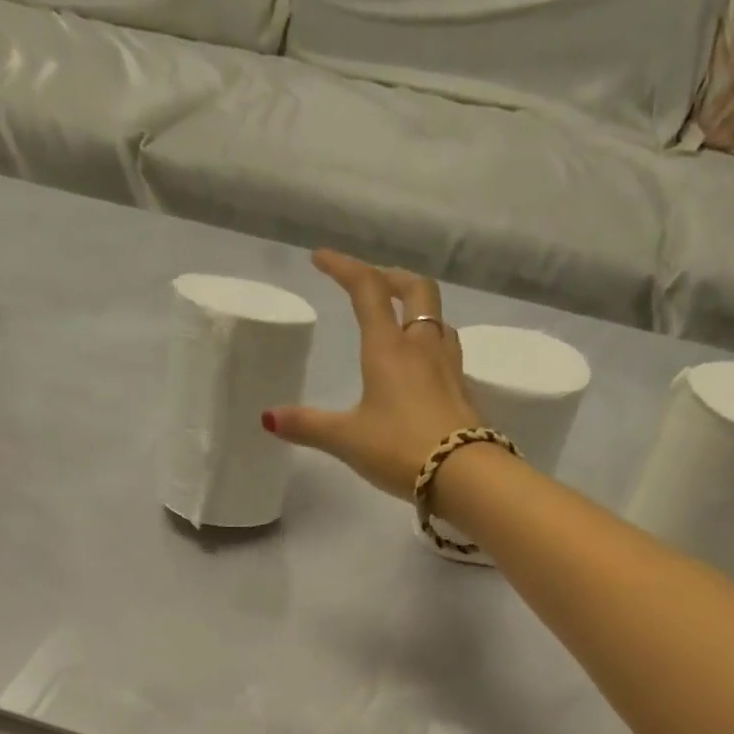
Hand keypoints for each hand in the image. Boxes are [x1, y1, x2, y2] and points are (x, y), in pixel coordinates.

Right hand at [265, 252, 481, 496]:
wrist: (464, 475)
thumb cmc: (400, 449)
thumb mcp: (346, 439)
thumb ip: (308, 426)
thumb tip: (268, 418)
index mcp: (388, 348)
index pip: (367, 289)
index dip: (343, 267)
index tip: (321, 259)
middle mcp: (422, 347)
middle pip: (417, 289)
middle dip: (392, 277)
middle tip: (375, 283)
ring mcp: (450, 367)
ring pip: (440, 320)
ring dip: (420, 311)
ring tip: (403, 324)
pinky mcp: (465, 391)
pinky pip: (450, 354)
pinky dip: (434, 346)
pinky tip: (426, 370)